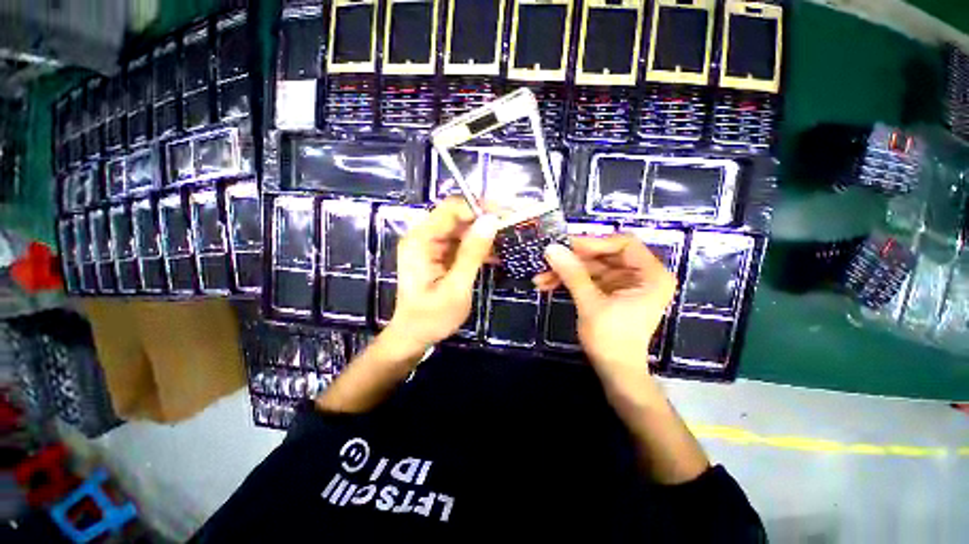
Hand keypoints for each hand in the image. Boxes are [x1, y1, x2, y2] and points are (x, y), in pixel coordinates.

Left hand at [387, 197, 498, 352]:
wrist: (414, 336)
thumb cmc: (432, 317)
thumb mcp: (456, 287)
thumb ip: (472, 253)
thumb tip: (491, 221)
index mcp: (421, 240)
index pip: (451, 209)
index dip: (479, 207)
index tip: (505, 215)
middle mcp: (424, 237)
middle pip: (457, 216)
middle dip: (485, 220)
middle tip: (511, 228)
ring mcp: (431, 246)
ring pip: (462, 228)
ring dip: (484, 234)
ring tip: (507, 242)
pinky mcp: (439, 255)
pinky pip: (461, 242)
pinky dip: (478, 247)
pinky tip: (496, 255)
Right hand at [540, 235, 675, 384]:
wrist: (615, 372)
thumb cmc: (611, 340)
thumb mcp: (590, 304)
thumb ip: (573, 274)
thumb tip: (551, 248)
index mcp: (650, 275)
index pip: (624, 244)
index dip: (594, 243)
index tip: (567, 246)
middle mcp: (641, 275)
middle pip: (603, 255)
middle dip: (573, 260)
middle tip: (548, 260)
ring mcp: (624, 283)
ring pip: (592, 267)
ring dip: (566, 271)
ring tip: (541, 277)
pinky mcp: (610, 292)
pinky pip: (588, 279)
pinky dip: (569, 281)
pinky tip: (548, 284)